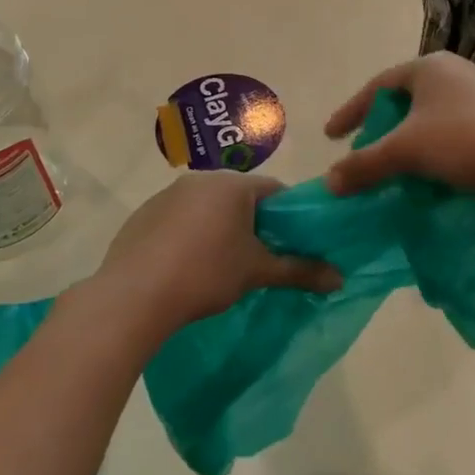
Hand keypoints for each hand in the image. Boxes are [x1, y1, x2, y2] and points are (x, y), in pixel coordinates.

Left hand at [92, 171, 341, 337]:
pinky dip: (187, 236)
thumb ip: (299, 270)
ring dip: (218, 228)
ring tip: (220, 267)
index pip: (273, 190)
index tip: (293, 241)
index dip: (287, 215)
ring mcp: (166, 195)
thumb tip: (340, 278)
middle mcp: (199, 179)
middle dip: (252, 223)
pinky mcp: (142, 216)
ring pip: (206, 207)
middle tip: (259, 257)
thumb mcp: (257, 272)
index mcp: (231, 184)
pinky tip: (184, 268)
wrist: (135, 295)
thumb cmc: (206, 274)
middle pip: (239, 197)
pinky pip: (176, 220)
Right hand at [324, 52, 474, 202]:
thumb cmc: (464, 140)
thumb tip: (329, 182)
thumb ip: (365, 164)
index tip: (331, 136)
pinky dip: (434, 146)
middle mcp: (454, 72)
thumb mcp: (407, 151)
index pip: (377, 86)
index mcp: (428, 67)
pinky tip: (433, 170)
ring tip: (395, 164)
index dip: (350, 111)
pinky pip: (452, 127)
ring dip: (408, 139)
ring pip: (430, 115)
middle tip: (364, 150)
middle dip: (381, 126)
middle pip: (404, 99)